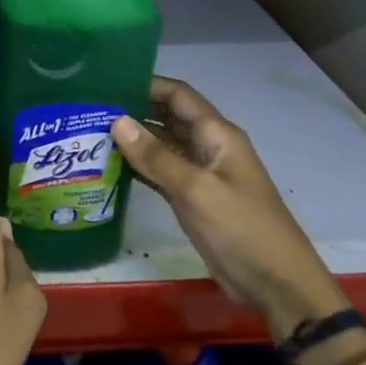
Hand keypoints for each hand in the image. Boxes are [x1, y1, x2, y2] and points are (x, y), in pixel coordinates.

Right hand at [111, 76, 347, 337]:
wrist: (275, 284)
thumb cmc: (241, 229)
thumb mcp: (196, 190)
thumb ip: (156, 156)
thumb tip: (117, 120)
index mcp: (217, 136)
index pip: (179, 96)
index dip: (147, 84)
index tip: (108, 81)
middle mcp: (208, 148)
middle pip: (168, 117)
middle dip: (134, 109)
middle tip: (90, 107)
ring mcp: (200, 174)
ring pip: (162, 146)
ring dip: (133, 139)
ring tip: (90, 132)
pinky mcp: (192, 199)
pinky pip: (161, 172)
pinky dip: (138, 167)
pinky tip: (108, 165)